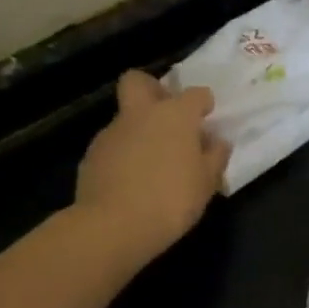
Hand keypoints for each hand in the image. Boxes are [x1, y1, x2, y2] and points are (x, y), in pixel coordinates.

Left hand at [75, 71, 230, 266]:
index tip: (207, 117)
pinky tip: (132, 181)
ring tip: (152, 162)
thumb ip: (215, 157)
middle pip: (139, 81)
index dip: (203, 103)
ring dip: (139, 130)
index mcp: (175, 115)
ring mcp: (111, 133)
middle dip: (152, 89)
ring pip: (126, 118)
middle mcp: (141, 114)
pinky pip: (113, 146)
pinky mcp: (91, 155)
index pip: (195, 94)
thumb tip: (217, 142)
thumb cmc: (171, 199)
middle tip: (166, 114)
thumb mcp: (207, 182)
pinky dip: (123, 155)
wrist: (113, 226)